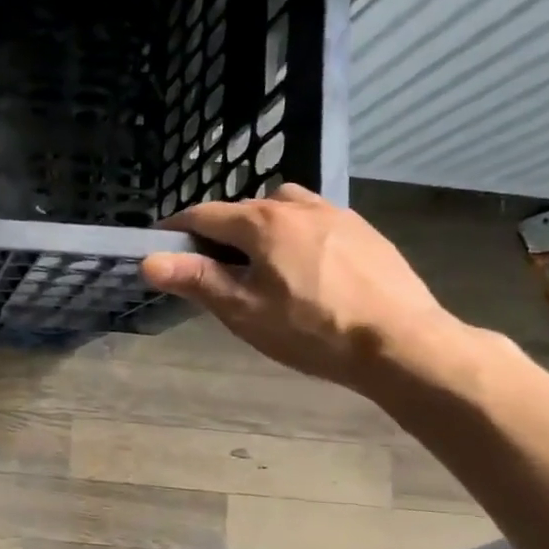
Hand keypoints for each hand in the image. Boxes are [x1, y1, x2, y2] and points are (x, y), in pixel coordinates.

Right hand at [141, 185, 468, 390]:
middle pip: (243, 209)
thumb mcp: (243, 310)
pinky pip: (316, 220)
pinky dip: (296, 233)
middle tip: (210, 267)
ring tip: (261, 262)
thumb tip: (147, 260)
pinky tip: (305, 268)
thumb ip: (195, 279)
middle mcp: (297, 206)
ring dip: (261, 225)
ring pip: (283, 208)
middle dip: (219, 231)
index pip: (204, 215)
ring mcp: (337, 214)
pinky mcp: (365, 231)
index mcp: (262, 222)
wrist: (401, 342)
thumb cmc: (312, 329)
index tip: (160, 246)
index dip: (176, 230)